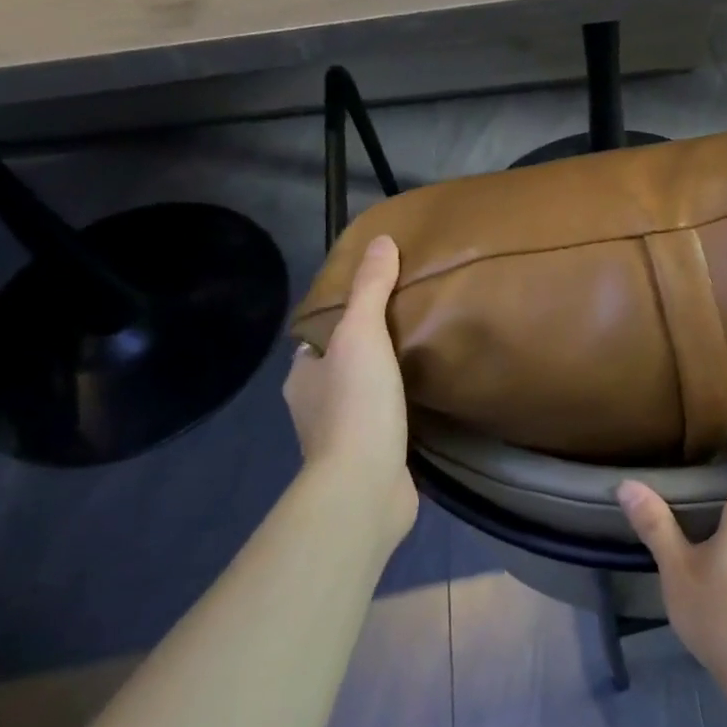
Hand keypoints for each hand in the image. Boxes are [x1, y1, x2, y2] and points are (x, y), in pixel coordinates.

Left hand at [282, 236, 415, 547]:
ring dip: (381, 386)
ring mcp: (340, 438)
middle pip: (339, 368)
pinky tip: (423, 405)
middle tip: (407, 329)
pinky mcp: (368, 461)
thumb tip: (381, 241)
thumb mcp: (363, 333)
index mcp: (302, 376)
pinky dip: (396, 415)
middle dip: (365, 353)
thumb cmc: (356, 403)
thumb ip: (371, 289)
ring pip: (360, 399)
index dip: (340, 321)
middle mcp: (313, 407)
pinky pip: (382, 427)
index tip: (374, 306)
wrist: (365, 484)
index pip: (317, 340)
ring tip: (419, 362)